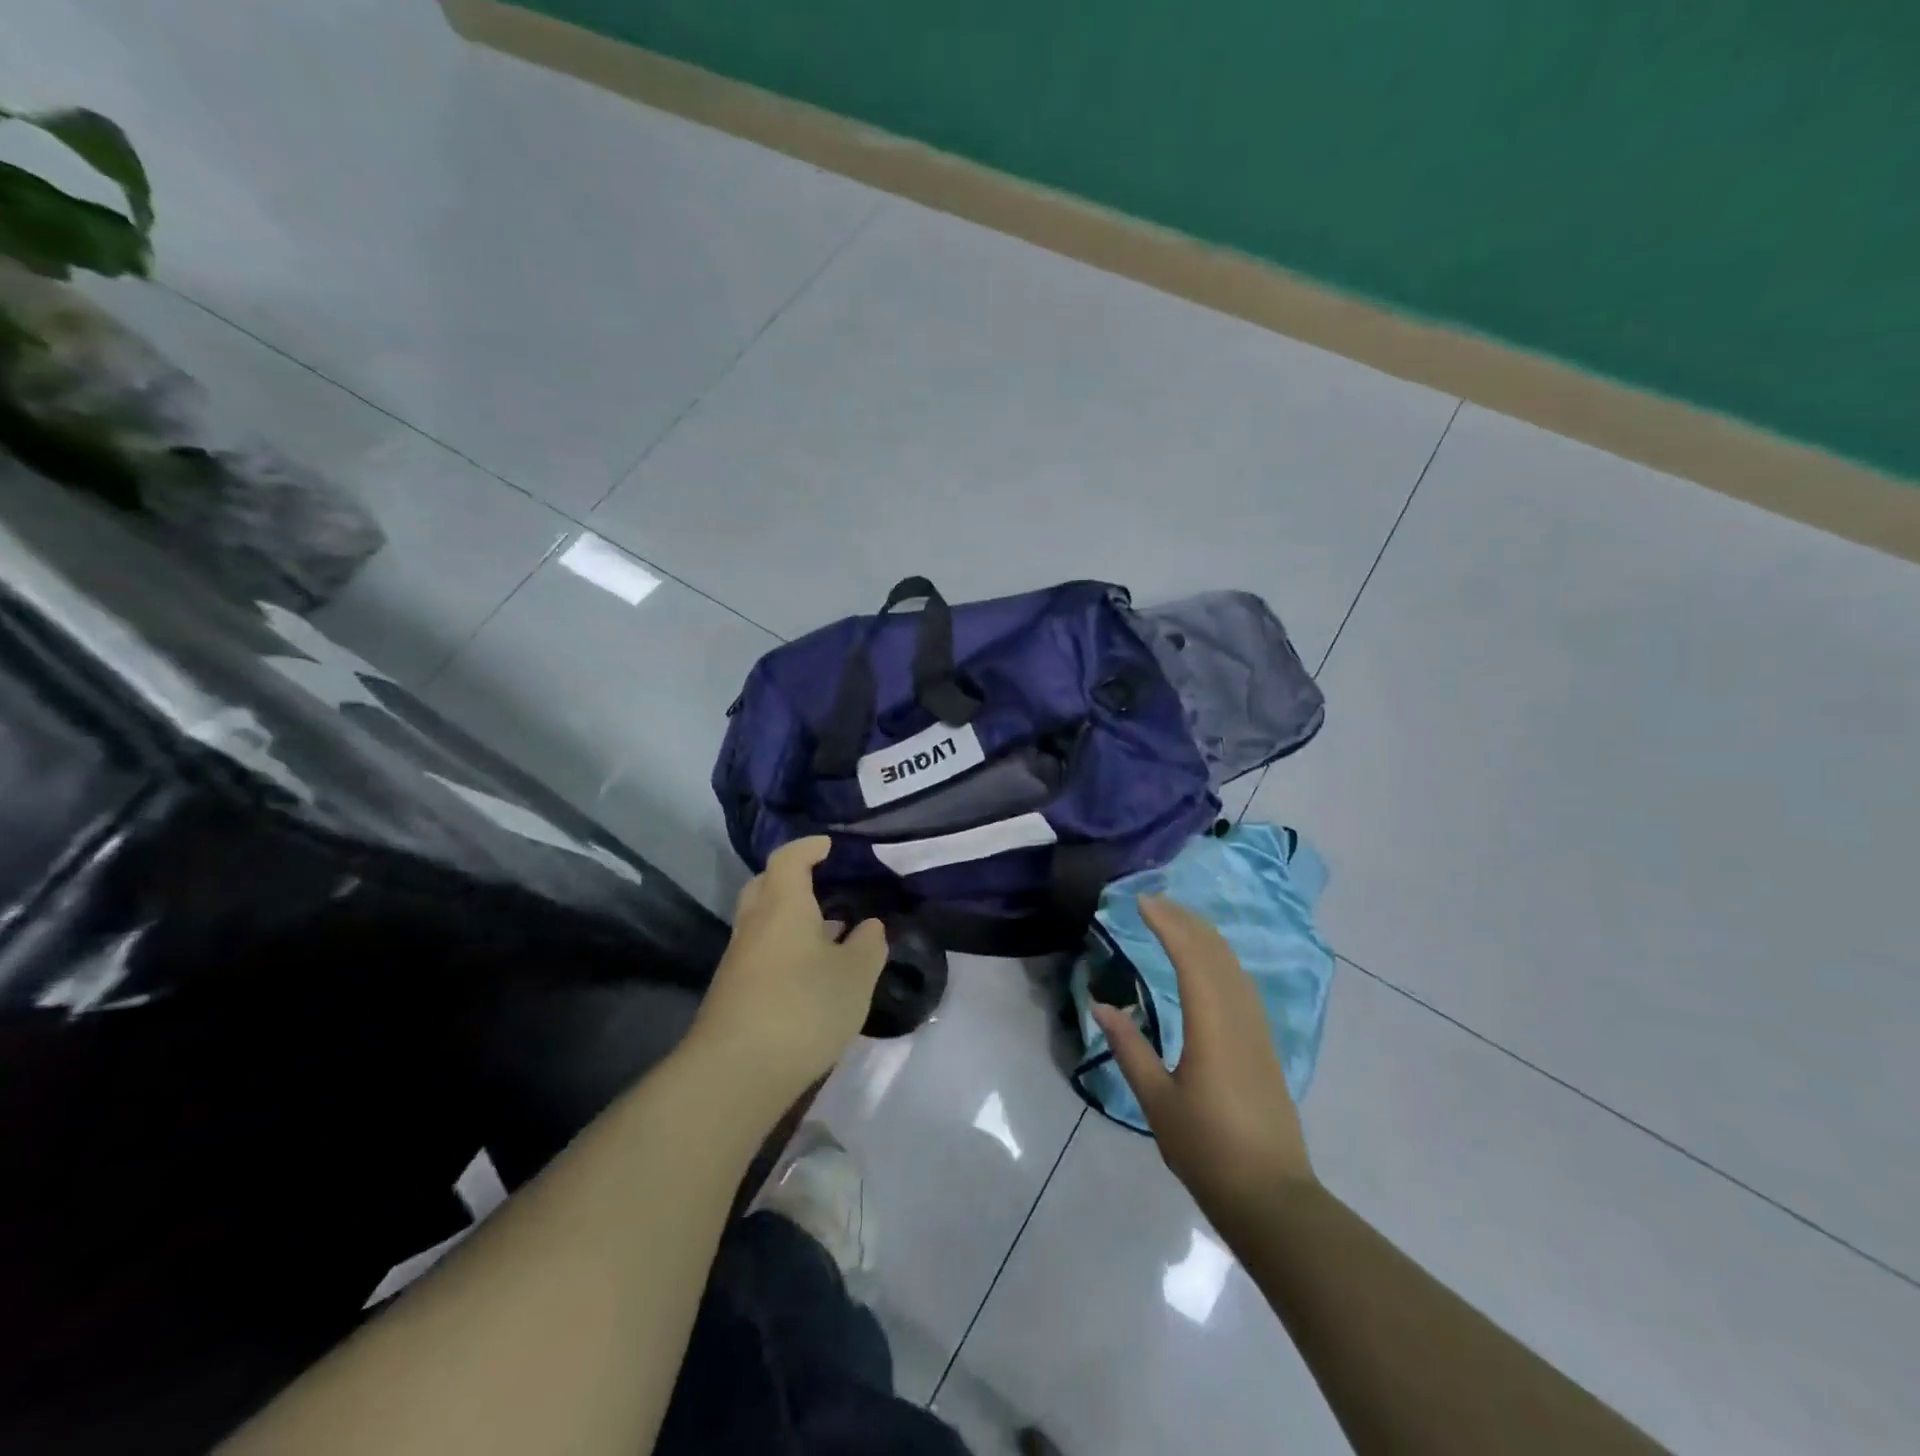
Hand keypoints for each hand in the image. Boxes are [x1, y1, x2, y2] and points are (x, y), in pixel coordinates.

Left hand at [689, 837, 887, 1105]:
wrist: (735, 1072)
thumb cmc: (803, 1008)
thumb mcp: (855, 976)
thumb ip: (868, 946)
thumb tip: (870, 926)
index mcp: (783, 905)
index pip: (789, 858)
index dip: (809, 846)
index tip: (829, 845)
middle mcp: (755, 923)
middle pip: (766, 885)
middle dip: (792, 878)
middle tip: (824, 883)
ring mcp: (739, 958)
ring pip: (763, 921)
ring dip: (791, 917)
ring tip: (829, 930)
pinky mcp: (734, 990)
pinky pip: (761, 951)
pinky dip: (785, 947)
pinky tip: (810, 971)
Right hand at [1092, 897, 1315, 1235]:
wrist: (1271, 1196)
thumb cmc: (1207, 1149)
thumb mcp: (1157, 1101)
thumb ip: (1130, 1049)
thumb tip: (1101, 1006)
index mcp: (1212, 1026)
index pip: (1190, 956)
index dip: (1167, 923)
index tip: (1141, 902)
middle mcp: (1239, 1017)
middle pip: (1215, 952)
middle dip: (1185, 920)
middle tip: (1152, 903)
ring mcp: (1258, 1030)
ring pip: (1233, 965)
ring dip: (1204, 936)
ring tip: (1175, 921)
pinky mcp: (1264, 1045)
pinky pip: (1241, 983)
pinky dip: (1219, 959)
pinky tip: (1207, 964)